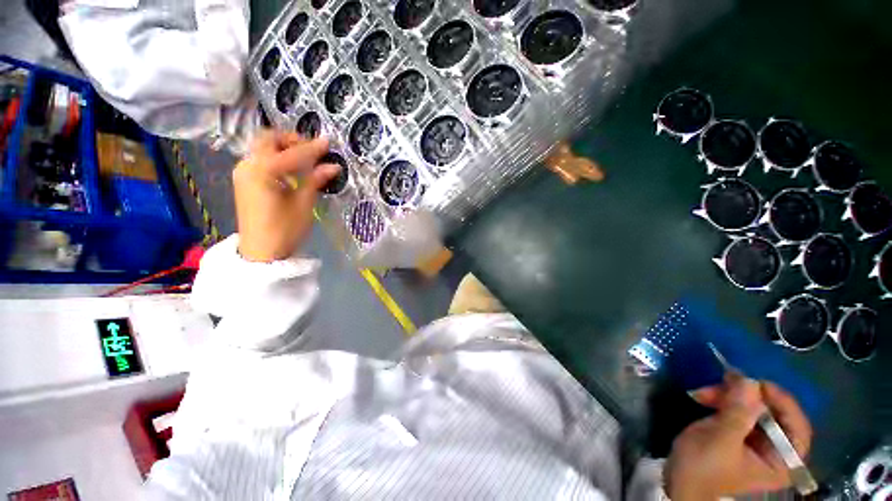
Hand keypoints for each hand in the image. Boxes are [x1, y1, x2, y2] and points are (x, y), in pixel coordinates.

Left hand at [233, 130, 339, 261]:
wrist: (261, 252)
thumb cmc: (285, 230)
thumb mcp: (304, 204)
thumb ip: (315, 180)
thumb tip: (333, 166)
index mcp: (262, 171)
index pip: (292, 153)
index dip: (312, 148)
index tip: (328, 143)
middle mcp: (248, 165)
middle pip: (268, 139)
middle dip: (292, 140)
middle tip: (312, 150)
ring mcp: (243, 172)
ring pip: (262, 148)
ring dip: (283, 148)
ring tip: (305, 159)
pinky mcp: (244, 181)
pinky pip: (260, 159)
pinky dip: (276, 158)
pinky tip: (291, 170)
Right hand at [664, 375, 812, 499]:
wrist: (678, 480)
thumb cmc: (703, 468)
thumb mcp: (720, 440)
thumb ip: (738, 412)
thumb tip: (749, 381)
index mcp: (781, 461)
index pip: (797, 426)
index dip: (782, 402)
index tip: (758, 384)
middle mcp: (775, 450)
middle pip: (772, 413)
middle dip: (745, 396)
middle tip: (722, 382)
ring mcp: (756, 441)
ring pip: (752, 407)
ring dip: (727, 396)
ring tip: (703, 393)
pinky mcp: (738, 433)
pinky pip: (737, 409)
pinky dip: (721, 400)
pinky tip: (703, 397)